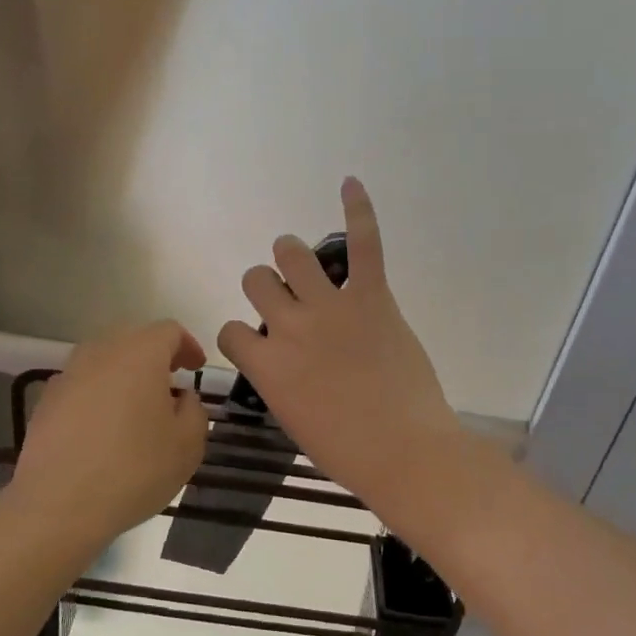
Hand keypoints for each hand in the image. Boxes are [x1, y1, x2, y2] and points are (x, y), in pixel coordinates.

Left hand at [12, 321, 208, 543]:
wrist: (58, 505)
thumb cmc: (134, 469)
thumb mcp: (187, 445)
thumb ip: (195, 411)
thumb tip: (182, 397)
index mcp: (140, 353)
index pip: (169, 331)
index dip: (188, 346)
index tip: (197, 369)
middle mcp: (101, 352)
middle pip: (134, 340)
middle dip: (156, 357)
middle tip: (170, 386)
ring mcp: (68, 375)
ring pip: (105, 361)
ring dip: (125, 376)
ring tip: (137, 409)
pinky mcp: (46, 401)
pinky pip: (82, 385)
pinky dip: (99, 396)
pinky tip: (104, 430)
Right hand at [216, 179, 464, 513]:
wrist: (405, 452)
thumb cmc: (347, 451)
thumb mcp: (294, 420)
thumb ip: (280, 381)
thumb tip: (284, 362)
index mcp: (266, 366)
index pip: (230, 330)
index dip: (242, 335)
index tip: (259, 344)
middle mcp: (289, 327)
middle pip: (257, 280)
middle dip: (266, 288)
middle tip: (288, 302)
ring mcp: (330, 307)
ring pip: (292, 253)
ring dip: (292, 256)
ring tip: (304, 264)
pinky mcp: (372, 297)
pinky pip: (363, 244)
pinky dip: (358, 211)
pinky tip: (350, 183)